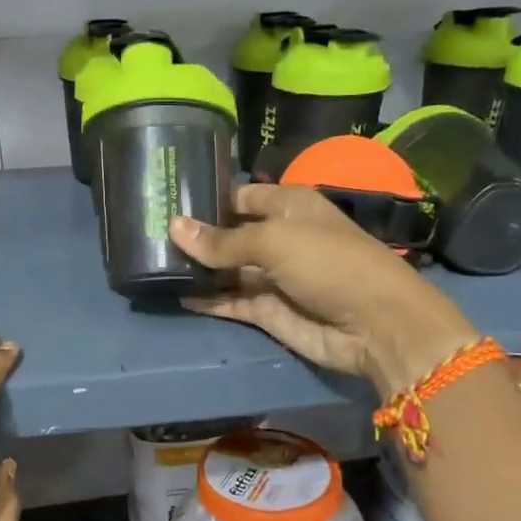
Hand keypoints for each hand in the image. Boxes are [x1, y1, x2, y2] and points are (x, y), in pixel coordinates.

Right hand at [171, 184, 478, 396]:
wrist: (375, 325)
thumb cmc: (330, 263)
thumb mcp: (275, 240)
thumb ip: (222, 240)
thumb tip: (174, 227)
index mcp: (289, 205)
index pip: (240, 195)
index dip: (208, 197)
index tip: (166, 198)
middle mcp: (278, 237)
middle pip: (229, 233)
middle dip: (195, 235)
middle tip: (145, 232)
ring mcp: (272, 276)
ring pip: (225, 269)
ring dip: (196, 268)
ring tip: (150, 262)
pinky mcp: (267, 311)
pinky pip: (229, 301)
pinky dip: (205, 299)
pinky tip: (172, 292)